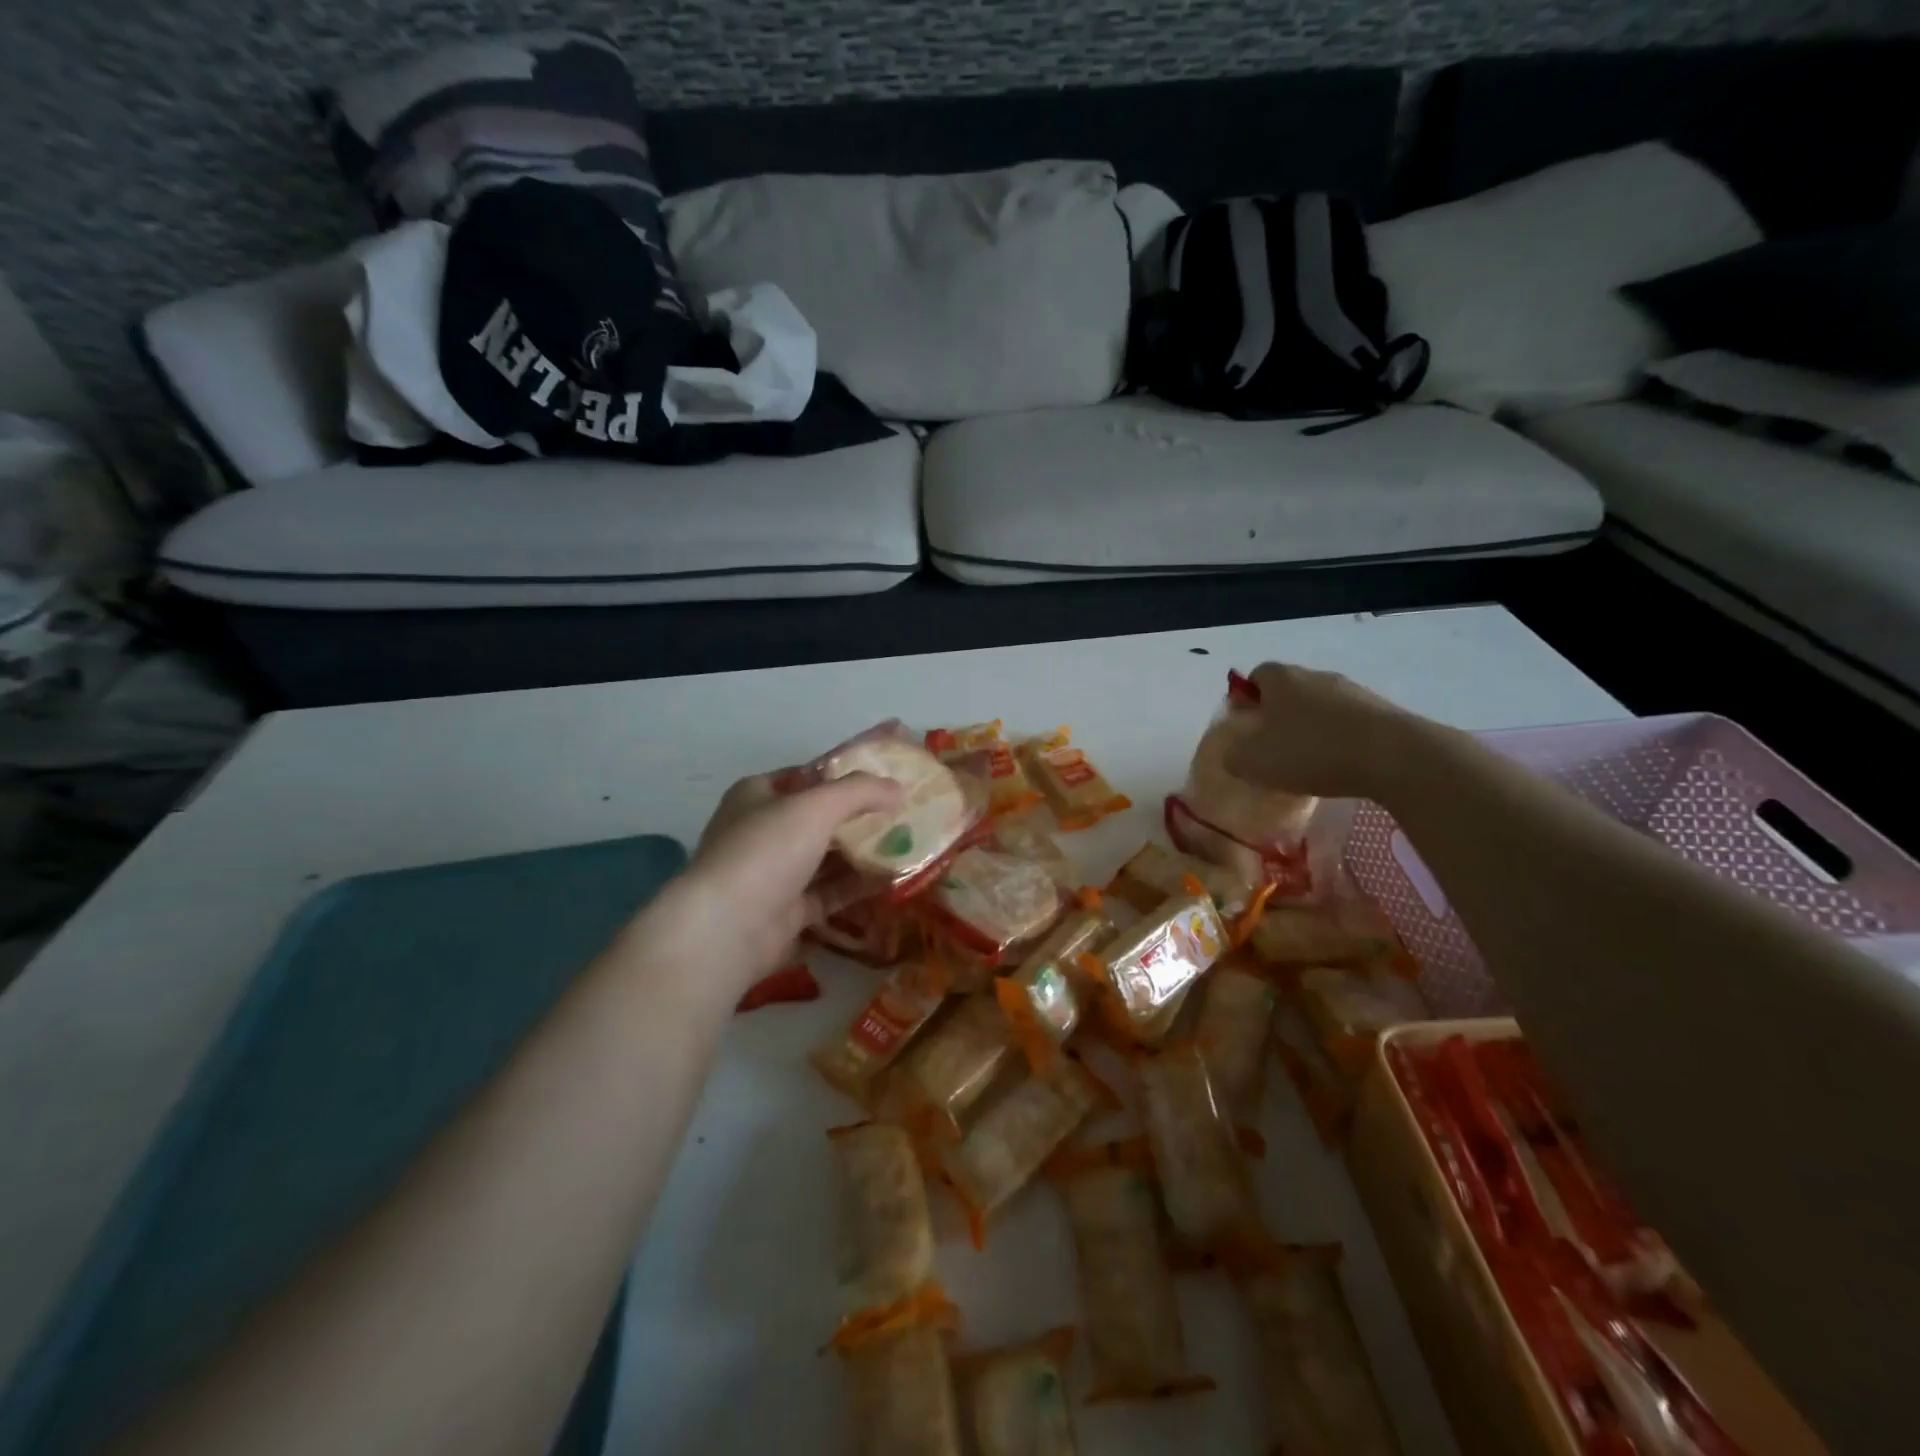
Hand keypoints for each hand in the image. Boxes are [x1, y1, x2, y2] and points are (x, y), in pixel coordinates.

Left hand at [642, 772, 903, 993]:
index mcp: (756, 796)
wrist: (727, 928)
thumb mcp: (816, 806)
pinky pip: (829, 893)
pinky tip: (892, 879)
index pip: (803, 777)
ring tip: (907, 844)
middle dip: (858, 817)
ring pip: (825, 858)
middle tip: (903, 813)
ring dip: (862, 853)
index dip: (841, 775)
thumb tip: (898, 788)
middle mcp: (762, 832)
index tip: (881, 778)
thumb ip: (860, 791)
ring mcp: (773, 875)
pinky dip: (857, 887)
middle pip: (818, 819)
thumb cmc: (766, 850)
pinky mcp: (787, 912)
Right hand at [1223, 662, 1431, 799]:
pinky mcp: (1382, 711)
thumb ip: (1234, 755)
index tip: (1246, 728)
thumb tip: (1235, 752)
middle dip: (1279, 716)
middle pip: (1289, 690)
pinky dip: (1341, 740)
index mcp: (1281, 678)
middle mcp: (1316, 676)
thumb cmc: (1311, 751)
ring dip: (1312, 729)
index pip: (1256, 676)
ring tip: (1309, 764)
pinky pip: (1350, 723)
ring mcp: (1353, 691)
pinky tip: (1341, 767)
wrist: (1393, 756)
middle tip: (1274, 749)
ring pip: (1321, 707)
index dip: (1247, 699)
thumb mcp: (1253, 762)